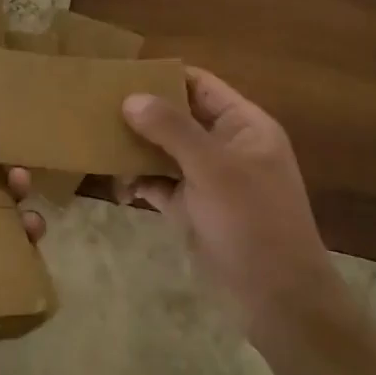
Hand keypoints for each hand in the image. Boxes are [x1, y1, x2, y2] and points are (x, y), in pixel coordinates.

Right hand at [122, 68, 346, 344]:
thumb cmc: (253, 222)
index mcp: (243, 125)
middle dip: (140, 114)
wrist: (279, 300)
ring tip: (98, 148)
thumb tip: (130, 98)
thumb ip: (171, 129)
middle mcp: (225, 145)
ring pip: (164, 151)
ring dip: (134, 151)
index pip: (199, 85)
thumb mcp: (213, 169)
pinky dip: (139, 183)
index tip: (119, 74)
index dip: (163, 76)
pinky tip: (119, 190)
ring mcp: (208, 178)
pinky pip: (159, 184)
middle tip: (96, 110)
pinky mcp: (193, 208)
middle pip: (176, 116)